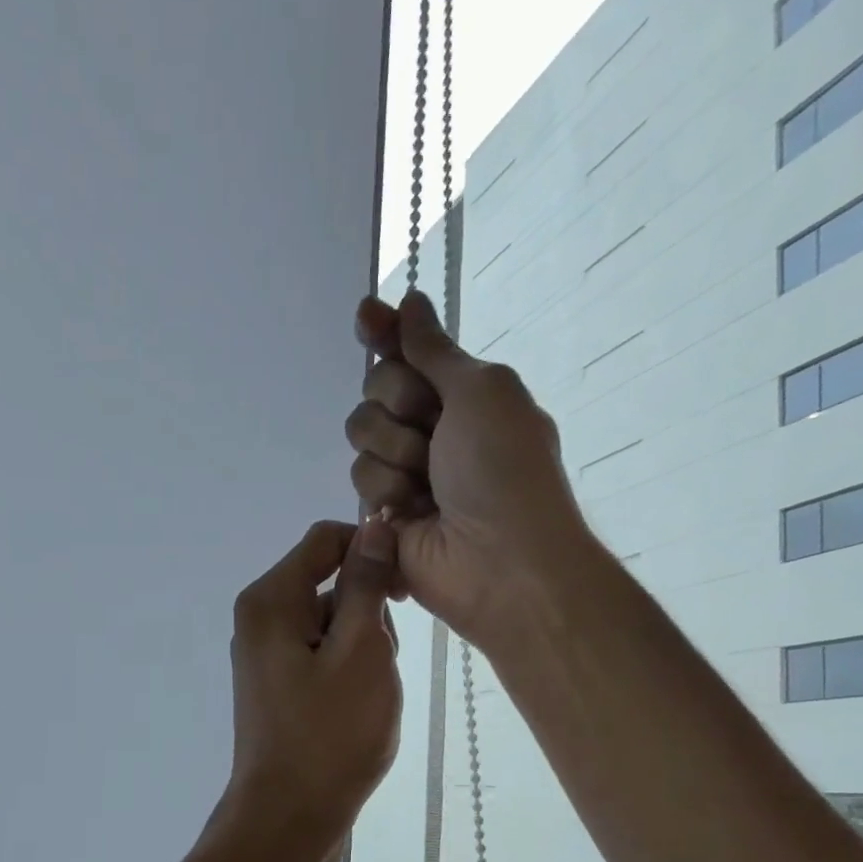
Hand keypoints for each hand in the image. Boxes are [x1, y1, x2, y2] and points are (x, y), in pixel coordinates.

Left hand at [222, 519, 402, 839]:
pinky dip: (349, 673)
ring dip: (364, 647)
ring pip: (333, 624)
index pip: (326, 540)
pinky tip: (358, 709)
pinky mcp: (280, 688)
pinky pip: (323, 657)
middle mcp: (260, 621)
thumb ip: (366, 583)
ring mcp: (267, 657)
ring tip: (368, 694)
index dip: (372, 550)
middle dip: (368, 612)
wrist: (289, 818)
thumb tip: (373, 523)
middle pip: (329, 583)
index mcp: (270, 601)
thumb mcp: (360, 649)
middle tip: (379, 662)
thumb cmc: (330, 734)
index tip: (405, 589)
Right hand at [344, 290, 591, 647]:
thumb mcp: (483, 391)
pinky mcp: (381, 514)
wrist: (500, 560)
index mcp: (462, 394)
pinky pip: (359, 483)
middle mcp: (430, 429)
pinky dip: (386, 494)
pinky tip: (410, 516)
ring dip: (395, 455)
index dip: (384, 333)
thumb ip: (435, 349)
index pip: (408, 352)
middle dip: (399, 405)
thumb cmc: (504, 469)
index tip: (365, 316)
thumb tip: (409, 301)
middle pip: (375, 390)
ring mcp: (404, 473)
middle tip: (433, 434)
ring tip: (428, 488)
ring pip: (361, 438)